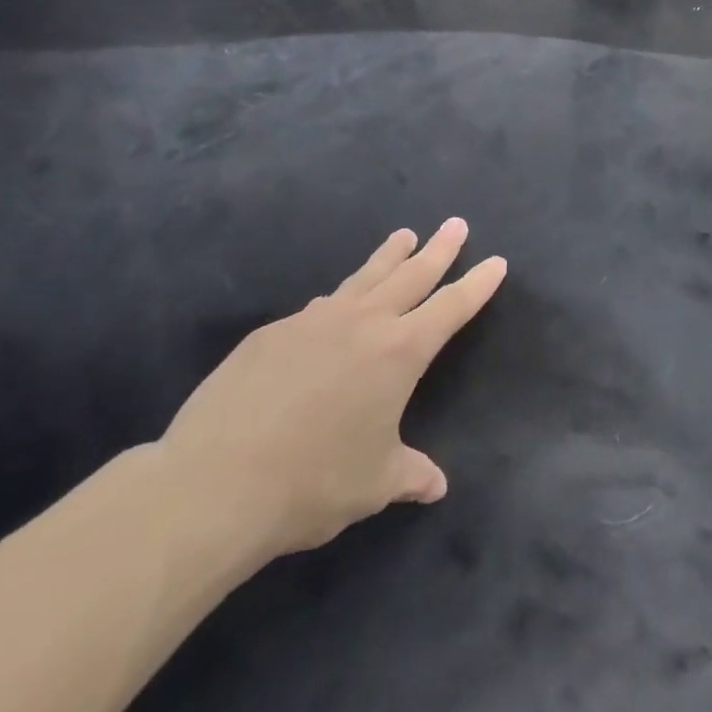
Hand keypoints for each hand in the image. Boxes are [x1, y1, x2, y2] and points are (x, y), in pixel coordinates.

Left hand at [154, 219, 505, 566]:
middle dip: (439, 249)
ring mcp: (313, 321)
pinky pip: (318, 308)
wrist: (215, 483)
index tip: (496, 261)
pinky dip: (339, 299)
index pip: (451, 307)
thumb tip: (435, 487)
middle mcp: (362, 324)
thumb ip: (409, 475)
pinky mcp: (271, 333)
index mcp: (400, 353)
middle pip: (412, 275)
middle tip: (456, 224)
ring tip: (404, 236)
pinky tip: (334, 305)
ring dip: (389, 256)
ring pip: (363, 277)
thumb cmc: (313, 483)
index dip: (477, 285)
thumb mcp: (374, 484)